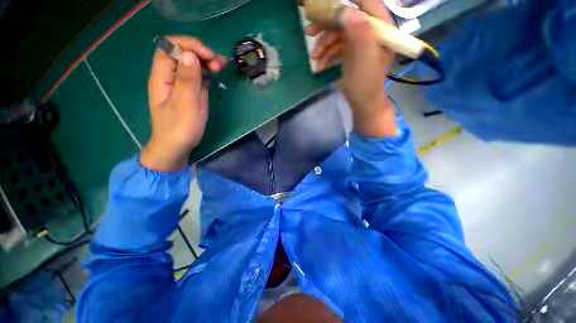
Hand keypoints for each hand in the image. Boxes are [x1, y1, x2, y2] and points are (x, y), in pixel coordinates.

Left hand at [141, 36, 226, 170]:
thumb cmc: (180, 127)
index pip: (170, 46)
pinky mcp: (187, 92)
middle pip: (181, 53)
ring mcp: (178, 84)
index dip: (190, 45)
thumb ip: (187, 79)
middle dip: (200, 53)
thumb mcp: (186, 103)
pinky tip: (214, 76)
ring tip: (220, 67)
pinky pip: (195, 77)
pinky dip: (205, 73)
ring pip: (190, 64)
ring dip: (205, 62)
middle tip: (219, 64)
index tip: (209, 56)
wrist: (176, 146)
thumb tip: (190, 54)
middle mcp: (168, 76)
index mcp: (162, 76)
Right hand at [306, 0, 396, 136]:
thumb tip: (346, 10)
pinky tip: (320, 66)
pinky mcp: (351, 53)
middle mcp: (370, 31)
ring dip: (323, 44)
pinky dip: (326, 55)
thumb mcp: (364, 60)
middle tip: (309, 31)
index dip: (346, 2)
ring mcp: (359, 42)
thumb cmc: (366, 84)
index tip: (325, 6)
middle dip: (327, 25)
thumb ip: (360, 33)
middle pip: (347, 17)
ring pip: (338, 33)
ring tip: (314, 57)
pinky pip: (336, 47)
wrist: (363, 103)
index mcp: (381, 28)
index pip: (366, 2)